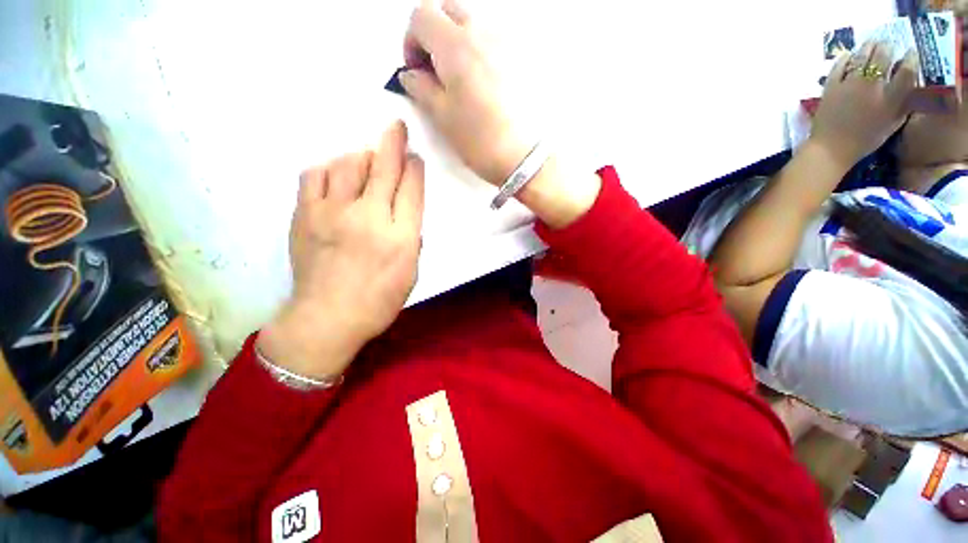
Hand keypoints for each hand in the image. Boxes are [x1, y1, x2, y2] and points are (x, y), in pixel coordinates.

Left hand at [257, 121, 424, 379]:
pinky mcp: (304, 215)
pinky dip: (329, 169)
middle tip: (396, 128)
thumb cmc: (378, 301)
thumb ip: (412, 238)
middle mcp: (369, 218)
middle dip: (393, 143)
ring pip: (348, 164)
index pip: (411, 189)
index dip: (414, 168)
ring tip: (366, 160)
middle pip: (383, 169)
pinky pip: (315, 176)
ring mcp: (332, 213)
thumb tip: (404, 211)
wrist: (326, 319)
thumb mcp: (411, 274)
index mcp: (400, 237)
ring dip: (362, 156)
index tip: (414, 156)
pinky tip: (335, 175)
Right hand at [399, 0, 529, 186]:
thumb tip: (409, 74)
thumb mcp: (442, 117)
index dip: (411, 40)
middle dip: (434, 33)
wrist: (523, 157)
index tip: (416, 70)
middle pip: (448, 10)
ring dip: (458, 41)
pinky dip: (479, 51)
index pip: (421, 15)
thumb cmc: (479, 140)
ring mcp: (506, 42)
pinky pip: (493, 40)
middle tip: (435, 68)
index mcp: (456, 45)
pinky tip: (483, 83)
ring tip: (461, 79)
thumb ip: (420, 88)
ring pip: (473, 23)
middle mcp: (482, 32)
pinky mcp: (521, 58)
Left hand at [811, 40, 917, 168]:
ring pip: (862, 56)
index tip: (911, 52)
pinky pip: (839, 65)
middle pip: (883, 56)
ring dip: (869, 46)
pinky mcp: (831, 86)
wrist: (830, 149)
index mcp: (890, 99)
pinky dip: (846, 57)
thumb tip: (911, 87)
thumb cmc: (864, 141)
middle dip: (888, 47)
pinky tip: (850, 55)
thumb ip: (902, 106)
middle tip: (888, 45)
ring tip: (872, 43)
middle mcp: (872, 87)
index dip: (911, 58)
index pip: (907, 71)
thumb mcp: (892, 126)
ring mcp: (850, 84)